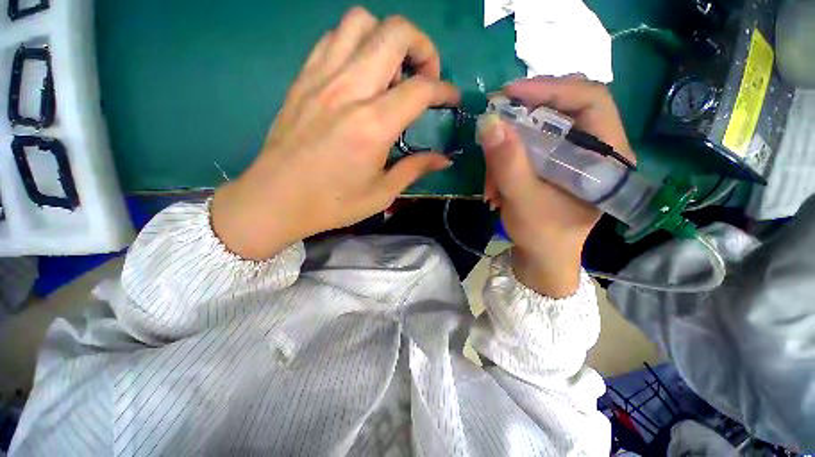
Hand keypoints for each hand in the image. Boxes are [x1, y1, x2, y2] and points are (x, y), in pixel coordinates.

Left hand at [211, 7, 459, 259]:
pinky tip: (361, 73)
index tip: (452, 100)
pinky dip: (356, 43)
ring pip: (361, 22)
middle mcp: (349, 90)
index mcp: (373, 125)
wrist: (275, 200)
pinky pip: (333, 37)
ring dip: (387, 38)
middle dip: (423, 47)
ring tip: (392, 72)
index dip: (445, 90)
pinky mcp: (303, 78)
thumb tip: (443, 159)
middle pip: (395, 33)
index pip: (421, 88)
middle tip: (425, 77)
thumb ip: (415, 169)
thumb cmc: (332, 203)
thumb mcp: (381, 193)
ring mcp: (321, 78)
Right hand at [477, 76, 634, 296]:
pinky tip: (495, 185)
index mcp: (608, 157)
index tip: (509, 93)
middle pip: (563, 110)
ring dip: (508, 151)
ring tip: (491, 181)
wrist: (542, 258)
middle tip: (493, 125)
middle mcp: (597, 149)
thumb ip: (507, 163)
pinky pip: (530, 148)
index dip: (550, 88)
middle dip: (522, 118)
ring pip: (540, 131)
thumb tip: (488, 121)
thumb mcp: (522, 200)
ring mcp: (575, 157)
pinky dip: (507, 162)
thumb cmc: (542, 236)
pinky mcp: (556, 164)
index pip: (591, 99)